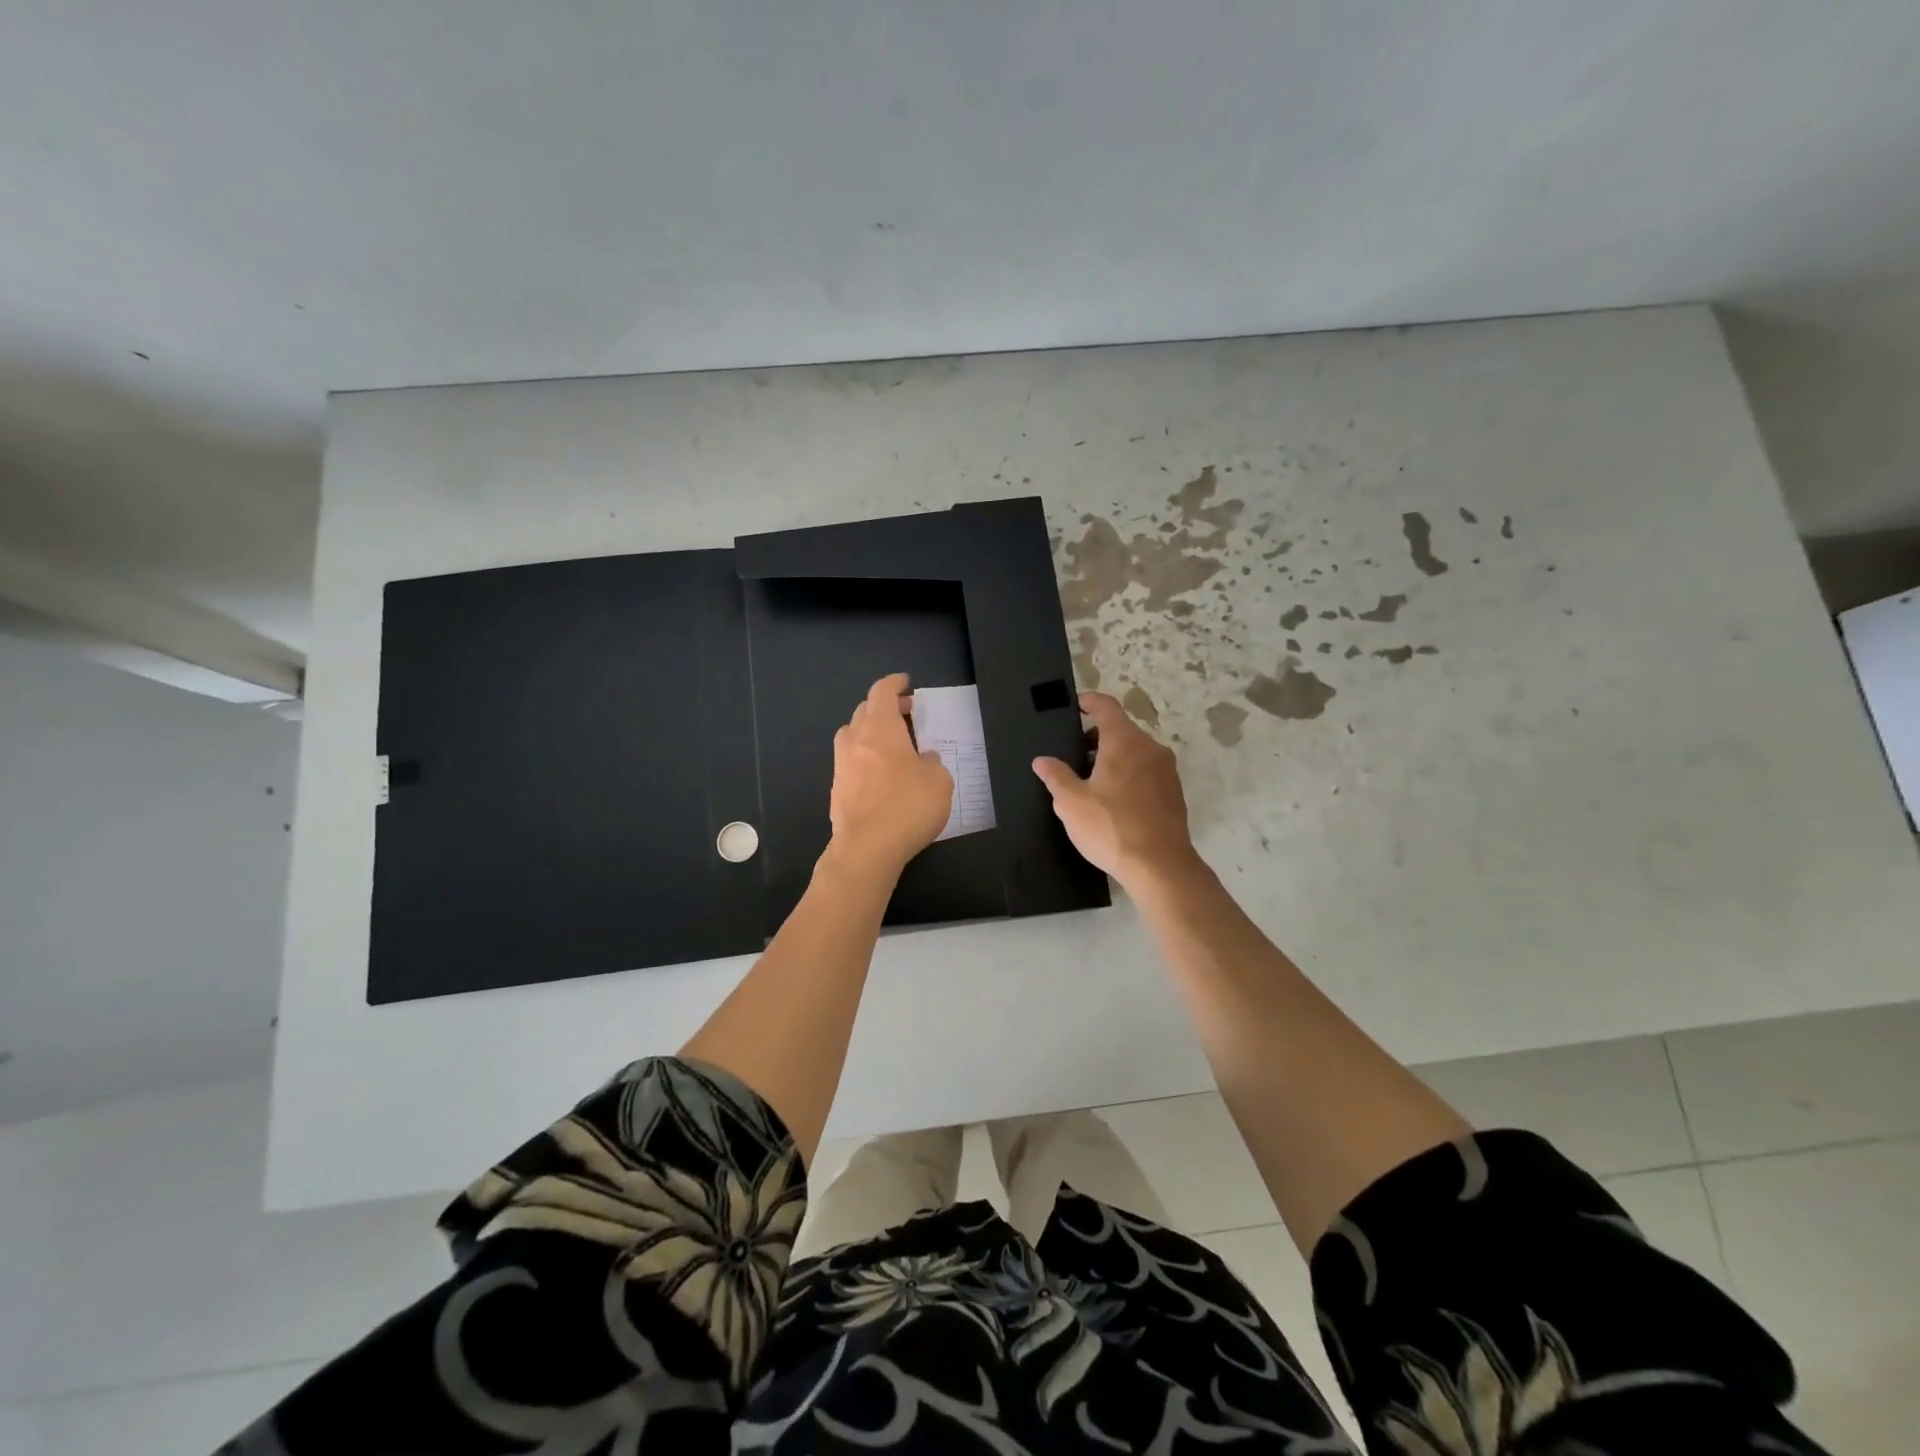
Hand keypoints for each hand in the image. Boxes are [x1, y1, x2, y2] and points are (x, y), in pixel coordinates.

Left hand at [826, 673, 953, 877]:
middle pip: (865, 710)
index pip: (882, 692)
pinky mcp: (837, 789)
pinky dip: (865, 757)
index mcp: (880, 728)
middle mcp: (856, 740)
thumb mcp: (939, 781)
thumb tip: (923, 759)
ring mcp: (841, 765)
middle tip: (906, 714)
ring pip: (853, 735)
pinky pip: (851, 761)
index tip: (905, 683)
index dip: (894, 684)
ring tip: (892, 743)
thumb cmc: (908, 806)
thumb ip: (932, 763)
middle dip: (885, 707)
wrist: (867, 848)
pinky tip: (881, 775)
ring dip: (871, 731)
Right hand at [1032, 691, 1199, 891]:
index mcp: (1124, 741)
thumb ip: (1056, 776)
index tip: (1076, 705)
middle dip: (1097, 737)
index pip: (1106, 706)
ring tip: (1091, 781)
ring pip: (1136, 751)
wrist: (1160, 866)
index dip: (1089, 702)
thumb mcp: (1071, 802)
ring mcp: (1166, 770)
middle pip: (1121, 729)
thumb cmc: (1111, 827)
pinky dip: (1129, 774)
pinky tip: (1114, 800)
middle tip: (1074, 755)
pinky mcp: (1174, 792)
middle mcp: (1150, 748)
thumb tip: (1042, 761)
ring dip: (1114, 757)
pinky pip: (1147, 771)